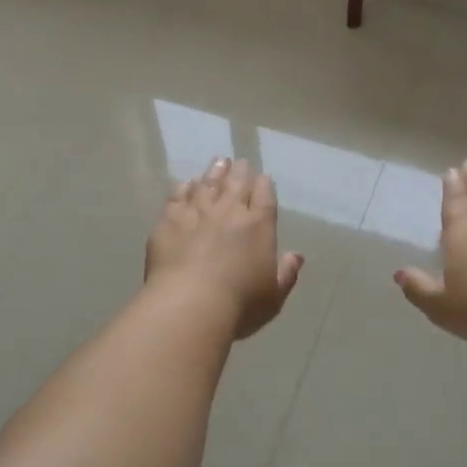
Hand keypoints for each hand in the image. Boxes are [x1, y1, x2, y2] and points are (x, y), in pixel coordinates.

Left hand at [145, 158, 303, 339]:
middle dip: (240, 171)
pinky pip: (178, 196)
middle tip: (240, 163)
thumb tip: (297, 256)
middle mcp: (229, 211)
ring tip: (219, 162)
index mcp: (259, 225)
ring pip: (208, 183)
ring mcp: (197, 212)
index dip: (264, 185)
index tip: (263, 177)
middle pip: (237, 183)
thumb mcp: (273, 295)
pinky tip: (187, 184)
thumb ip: (286, 273)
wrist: (189, 304)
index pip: (264, 196)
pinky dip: (185, 187)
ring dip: (215, 171)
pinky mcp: (169, 219)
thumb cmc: (239, 304)